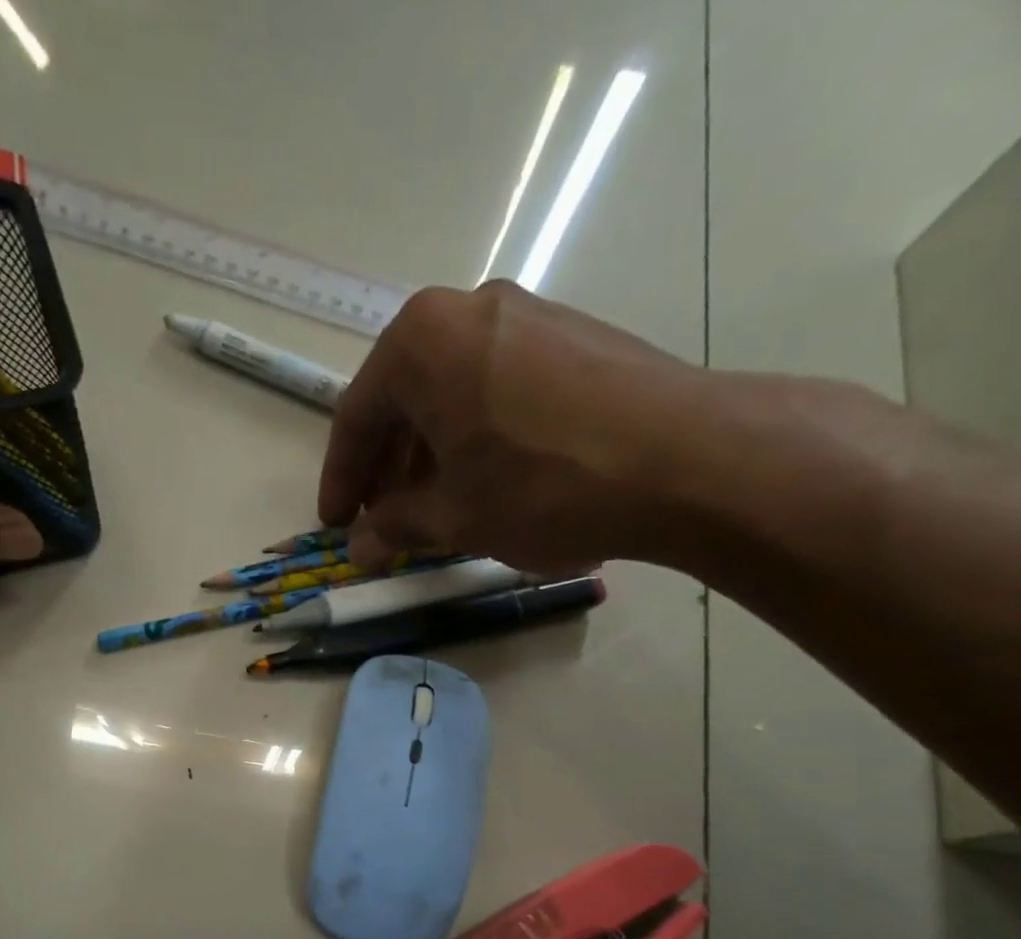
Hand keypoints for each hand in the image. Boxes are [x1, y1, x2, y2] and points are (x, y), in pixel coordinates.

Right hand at [317, 282, 713, 573]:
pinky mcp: (572, 335)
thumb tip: (361, 546)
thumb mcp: (454, 516)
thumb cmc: (541, 486)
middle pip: (404, 397)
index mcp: (421, 342)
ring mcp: (527, 315)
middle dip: (386, 467)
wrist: (684, 459)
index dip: (340, 479)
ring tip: (431, 508)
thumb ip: (395, 526)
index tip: (336, 524)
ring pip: (451, 390)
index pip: (357, 416)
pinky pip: (496, 386)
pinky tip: (483, 478)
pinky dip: (473, 433)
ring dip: (429, 453)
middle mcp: (468, 309)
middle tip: (380, 520)